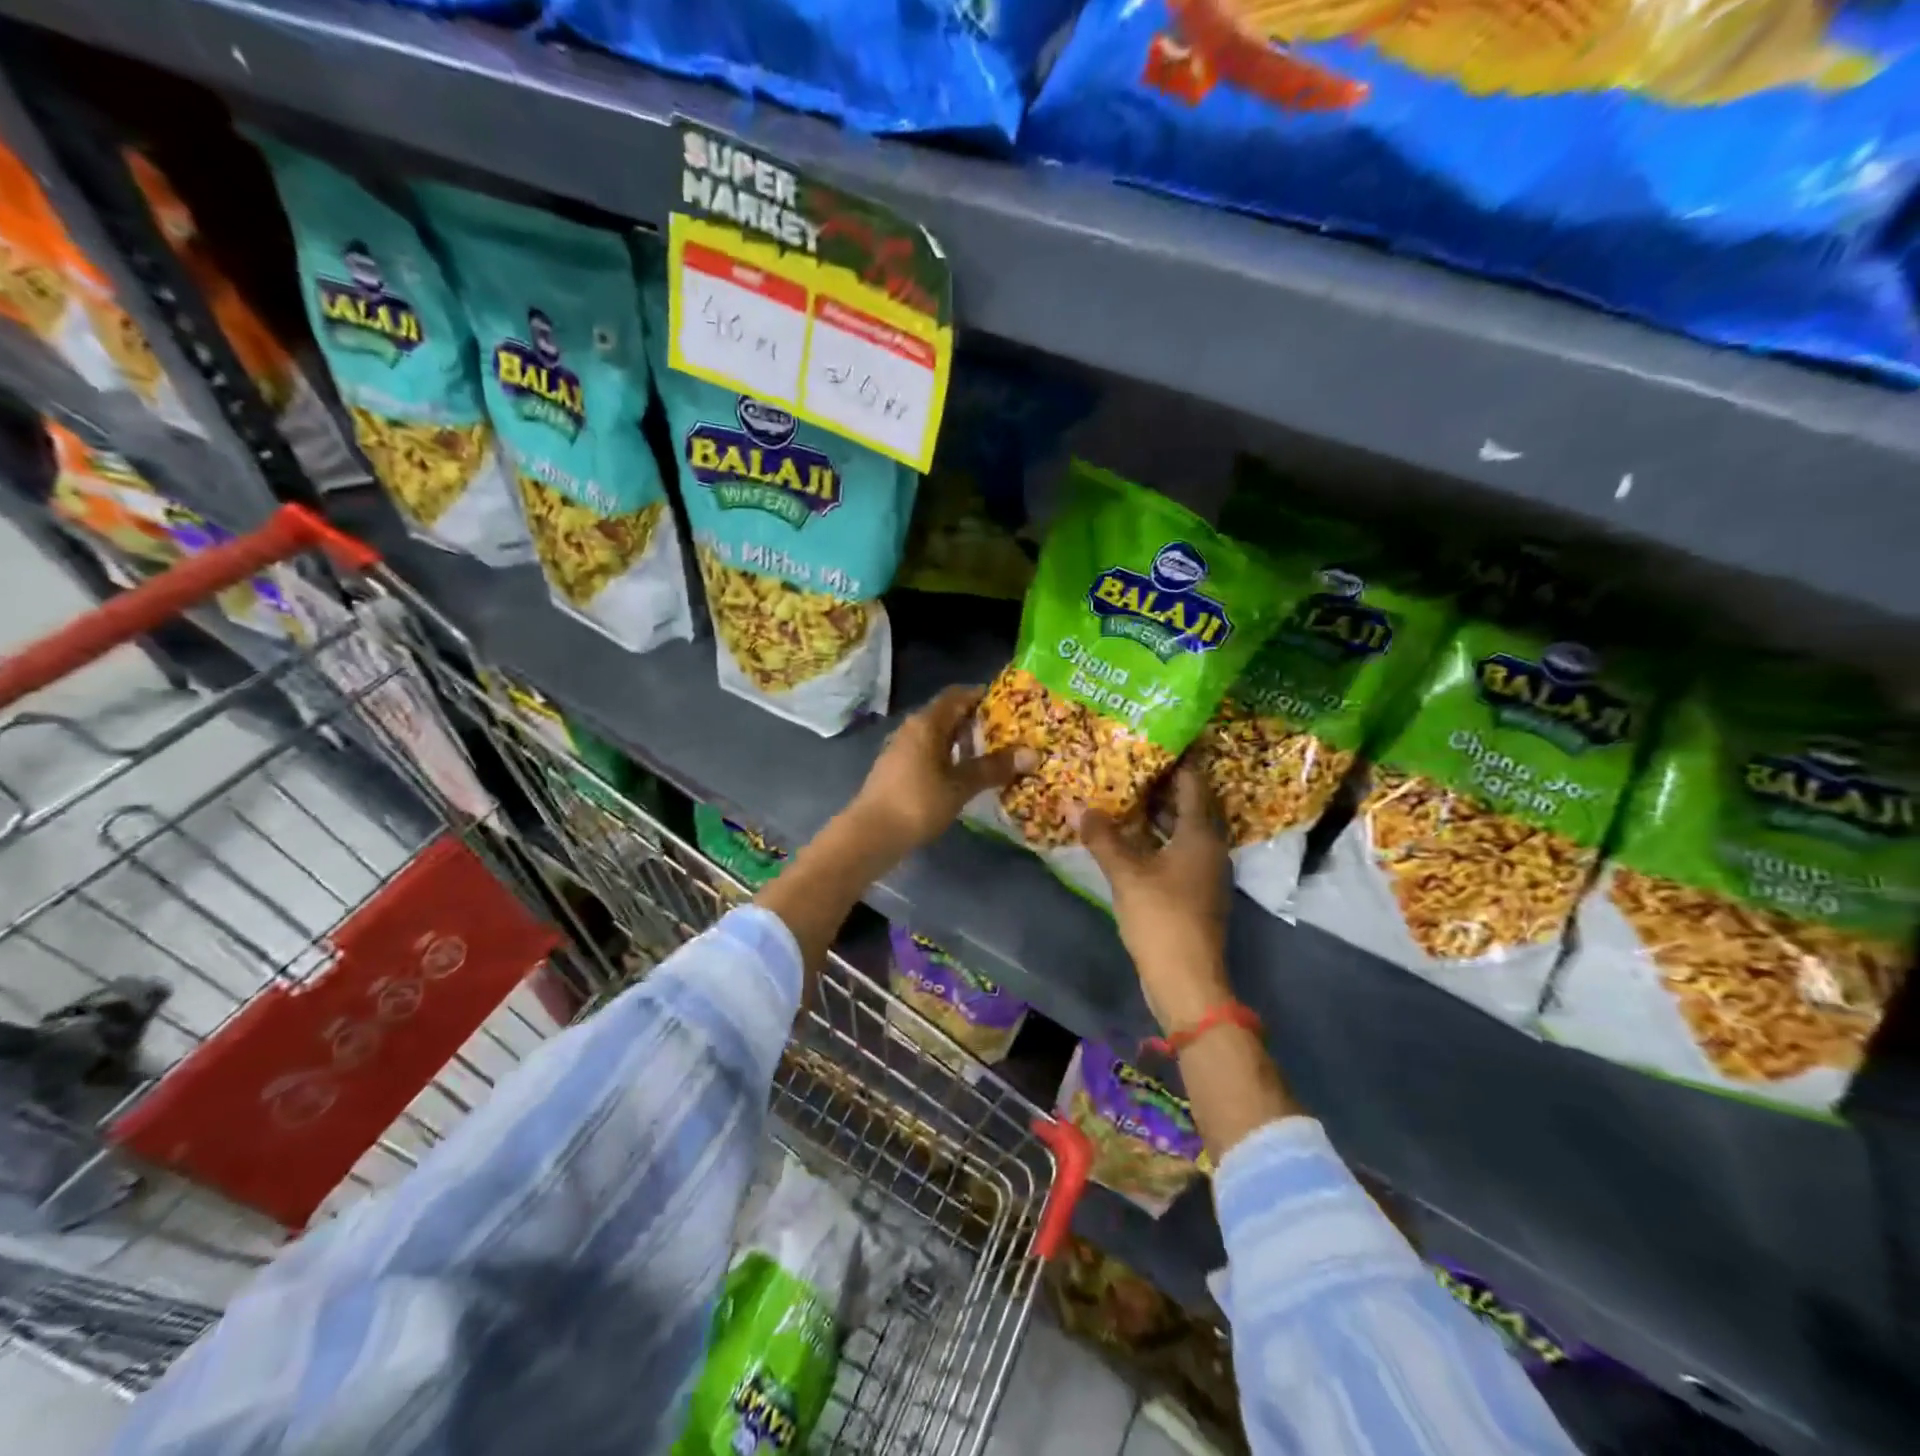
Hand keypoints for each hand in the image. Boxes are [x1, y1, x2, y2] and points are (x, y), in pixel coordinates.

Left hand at [847, 685, 1034, 861]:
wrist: (871, 834)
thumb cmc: (918, 803)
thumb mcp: (960, 786)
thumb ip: (993, 768)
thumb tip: (1031, 754)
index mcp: (927, 723)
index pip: (957, 695)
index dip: (982, 696)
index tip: (1008, 705)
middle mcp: (912, 728)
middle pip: (947, 714)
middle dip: (976, 721)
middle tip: (1007, 733)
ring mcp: (901, 748)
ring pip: (937, 735)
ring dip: (962, 742)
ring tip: (990, 755)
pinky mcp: (896, 768)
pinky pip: (928, 752)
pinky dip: (948, 757)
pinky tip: (963, 775)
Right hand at [1078, 765, 1233, 1033]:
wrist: (1186, 979)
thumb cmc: (1162, 917)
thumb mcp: (1126, 873)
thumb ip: (1102, 837)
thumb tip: (1074, 803)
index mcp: (1201, 835)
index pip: (1193, 783)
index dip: (1176, 760)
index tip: (1152, 738)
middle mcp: (1208, 847)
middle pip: (1188, 805)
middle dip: (1161, 784)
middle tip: (1128, 761)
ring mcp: (1202, 872)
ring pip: (1180, 829)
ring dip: (1155, 813)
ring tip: (1122, 792)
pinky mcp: (1192, 891)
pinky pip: (1174, 850)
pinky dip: (1154, 838)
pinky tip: (1127, 836)